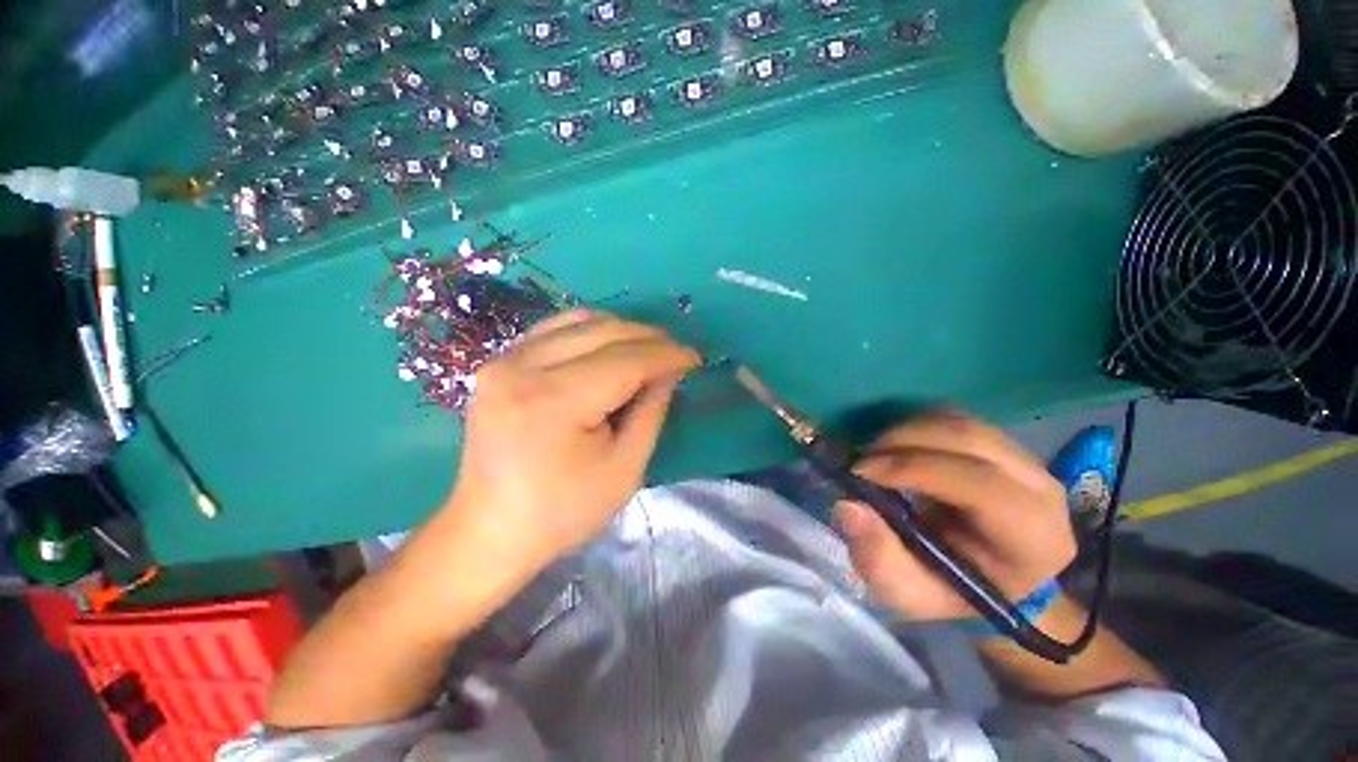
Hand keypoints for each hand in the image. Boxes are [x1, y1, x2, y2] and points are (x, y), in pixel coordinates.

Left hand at [446, 310, 701, 571]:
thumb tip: (670, 372)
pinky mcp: (499, 363)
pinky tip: (610, 347)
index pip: (626, 360)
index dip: (667, 355)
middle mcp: (522, 368)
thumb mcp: (624, 469)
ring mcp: (504, 360)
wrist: (490, 529)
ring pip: (579, 320)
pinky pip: (555, 328)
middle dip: (649, 338)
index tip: (695, 358)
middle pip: (603, 331)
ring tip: (648, 350)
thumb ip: (652, 411)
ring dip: (623, 330)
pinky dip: (591, 330)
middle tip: (677, 353)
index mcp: (554, 402)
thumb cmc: (562, 511)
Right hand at [834, 411, 1075, 620]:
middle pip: (969, 439)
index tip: (861, 472)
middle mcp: (1041, 489)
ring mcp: (1026, 459)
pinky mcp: (1003, 443)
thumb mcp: (908, 592)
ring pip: (960, 423)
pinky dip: (916, 425)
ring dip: (907, 431)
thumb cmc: (950, 590)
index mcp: (1032, 538)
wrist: (986, 577)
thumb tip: (848, 505)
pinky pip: (955, 418)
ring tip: (876, 454)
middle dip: (903, 441)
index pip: (980, 484)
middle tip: (861, 459)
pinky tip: (898, 448)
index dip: (914, 469)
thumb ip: (877, 557)